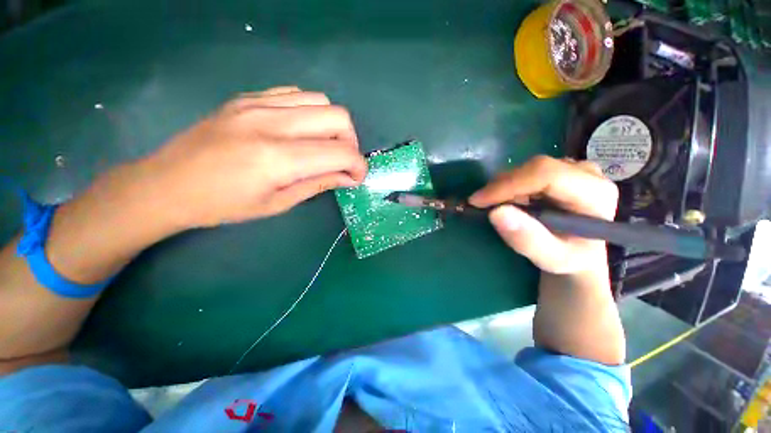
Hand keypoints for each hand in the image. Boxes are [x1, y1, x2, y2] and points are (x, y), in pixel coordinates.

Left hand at [141, 86, 367, 228]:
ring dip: (333, 126)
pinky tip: (301, 131)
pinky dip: (310, 112)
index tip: (357, 178)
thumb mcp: (278, 203)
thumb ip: (318, 184)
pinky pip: (296, 94)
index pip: (341, 152)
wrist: (167, 184)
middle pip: (338, 117)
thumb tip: (348, 178)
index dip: (358, 166)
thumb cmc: (223, 205)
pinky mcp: (248, 97)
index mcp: (279, 158)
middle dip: (351, 143)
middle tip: (342, 162)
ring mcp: (258, 104)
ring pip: (321, 101)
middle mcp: (272, 122)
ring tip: (323, 146)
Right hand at [469, 156, 617, 275]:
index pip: (546, 175)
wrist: (581, 252)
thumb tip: (496, 213)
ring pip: (527, 168)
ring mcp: (574, 168)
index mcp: (595, 193)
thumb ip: (528, 240)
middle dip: (502, 187)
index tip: (478, 201)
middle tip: (482, 206)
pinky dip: (509, 185)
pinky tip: (507, 201)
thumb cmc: (570, 258)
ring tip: (495, 206)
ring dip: (504, 186)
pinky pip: (526, 171)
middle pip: (535, 168)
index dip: (508, 185)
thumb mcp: (551, 259)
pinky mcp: (560, 169)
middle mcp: (587, 172)